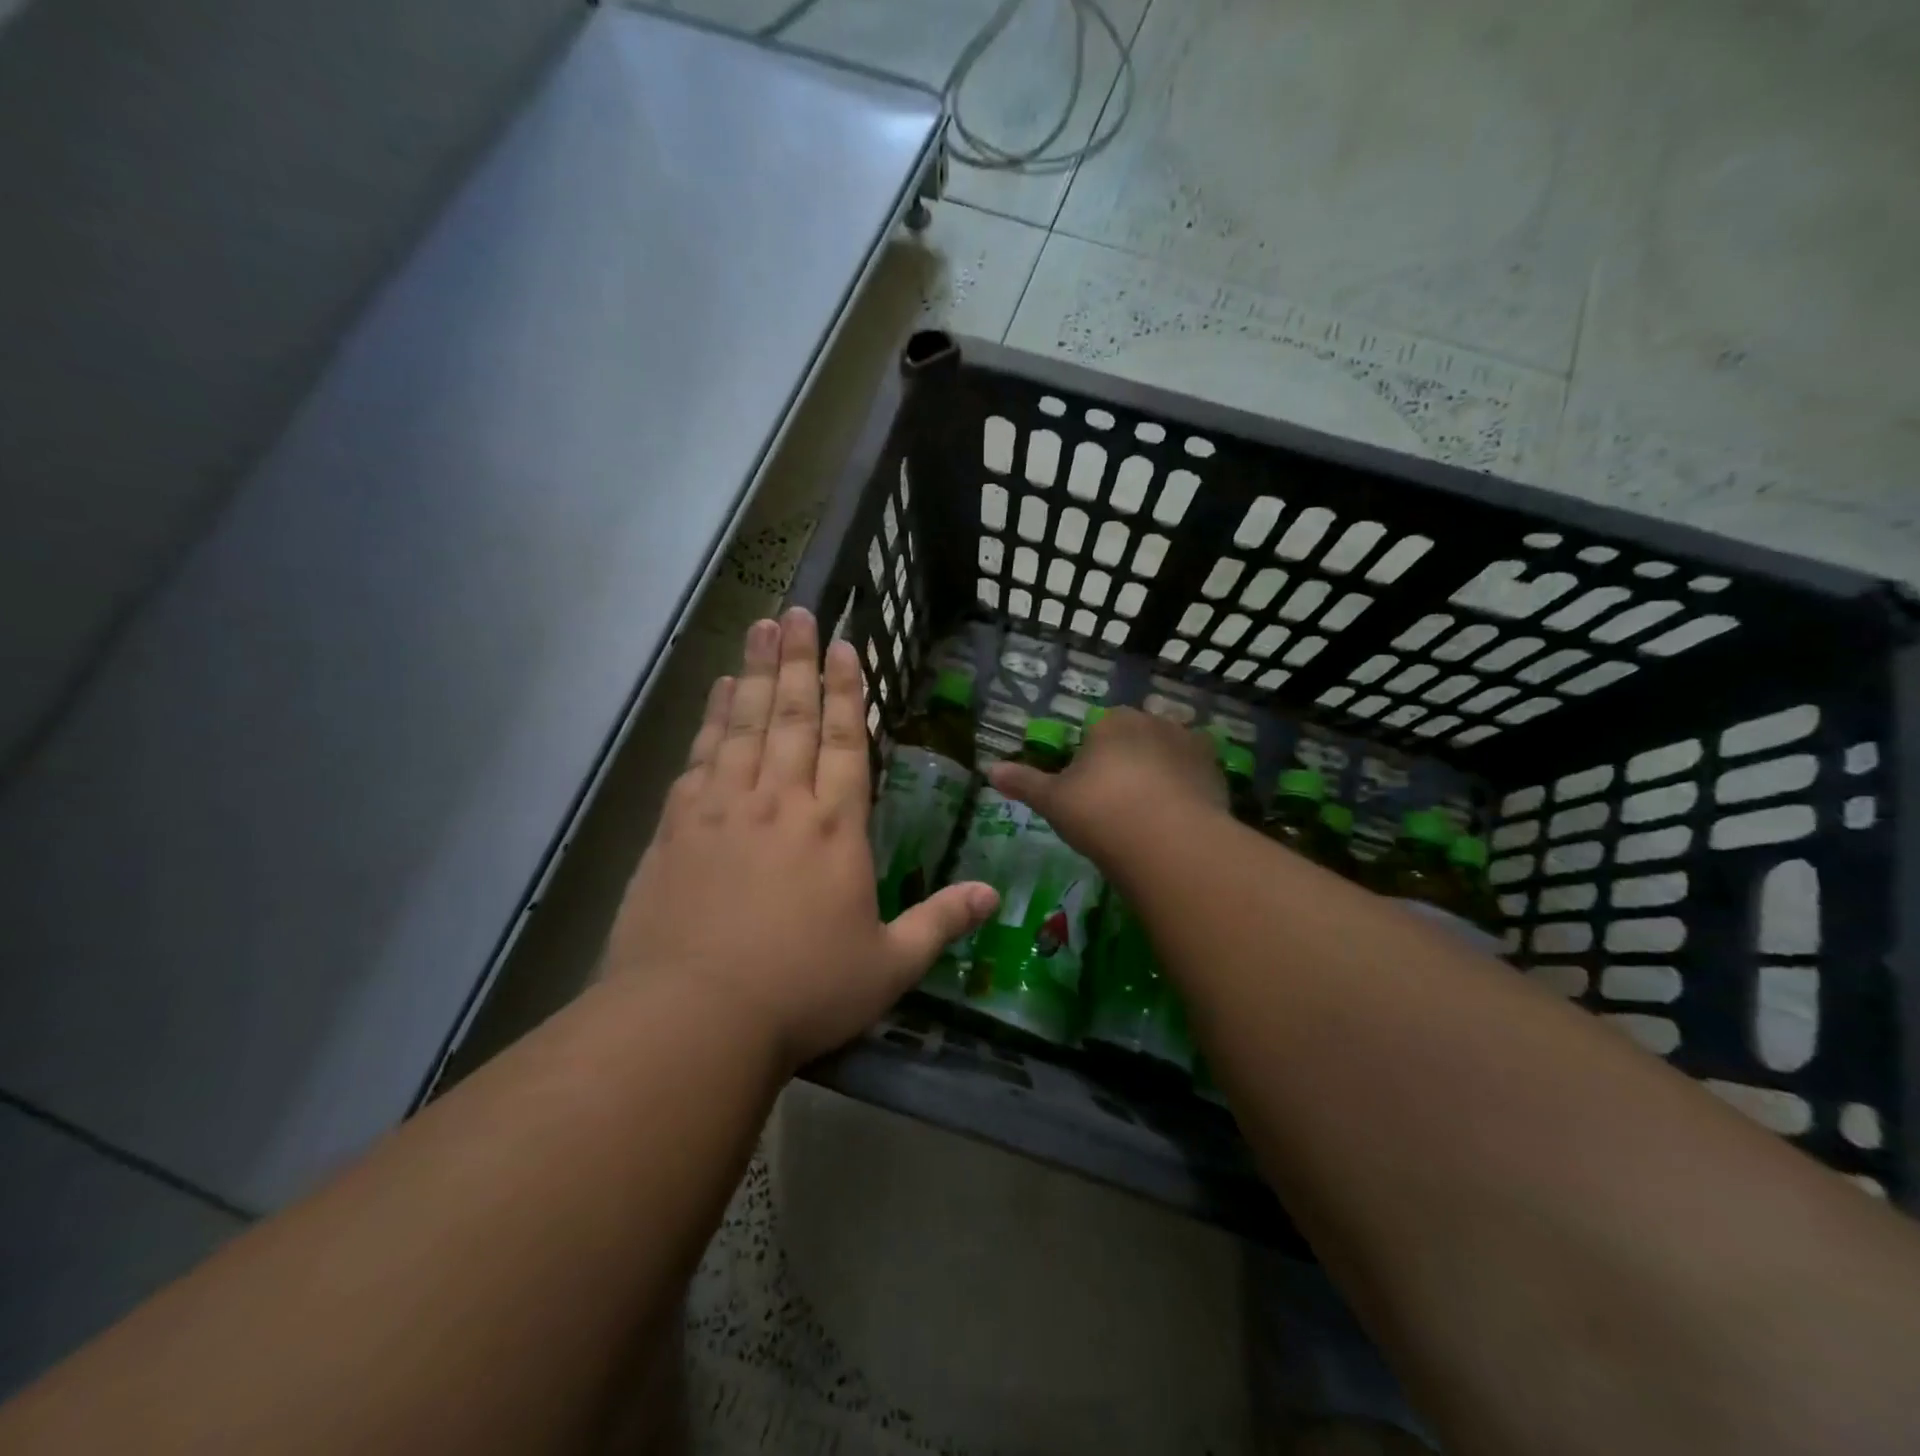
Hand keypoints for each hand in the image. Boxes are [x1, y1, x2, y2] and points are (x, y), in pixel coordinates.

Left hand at [605, 609, 997, 1072]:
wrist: (692, 1019)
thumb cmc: (801, 993)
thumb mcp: (887, 968)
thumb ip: (941, 923)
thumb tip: (995, 895)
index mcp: (834, 828)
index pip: (846, 741)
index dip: (848, 691)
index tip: (844, 645)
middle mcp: (779, 802)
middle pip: (791, 715)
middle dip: (798, 660)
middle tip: (797, 611)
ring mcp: (722, 809)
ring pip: (742, 723)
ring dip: (753, 671)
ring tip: (760, 627)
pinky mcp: (676, 827)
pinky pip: (699, 756)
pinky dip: (710, 718)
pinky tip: (715, 693)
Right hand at [988, 706, 1224, 858]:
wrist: (1168, 843)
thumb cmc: (1100, 813)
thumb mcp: (1053, 801)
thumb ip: (1023, 782)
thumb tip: (989, 769)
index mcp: (1112, 721)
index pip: (1097, 732)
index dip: (1090, 761)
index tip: (1087, 793)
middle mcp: (1154, 722)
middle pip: (1135, 739)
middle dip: (1127, 763)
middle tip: (1116, 806)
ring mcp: (1191, 745)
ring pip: (1168, 755)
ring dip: (1161, 775)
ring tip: (1150, 817)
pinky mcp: (1217, 772)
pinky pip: (1195, 777)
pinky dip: (1187, 792)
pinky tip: (1177, 821)